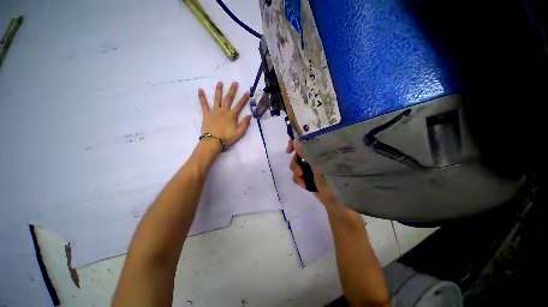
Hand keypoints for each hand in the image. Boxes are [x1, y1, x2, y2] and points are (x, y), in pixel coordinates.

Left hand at [198, 82, 251, 146]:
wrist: (213, 142)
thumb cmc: (227, 138)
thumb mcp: (239, 133)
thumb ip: (245, 124)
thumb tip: (249, 115)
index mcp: (232, 116)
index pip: (239, 105)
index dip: (244, 99)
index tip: (247, 92)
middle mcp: (223, 111)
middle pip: (228, 99)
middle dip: (232, 90)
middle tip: (235, 83)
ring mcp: (214, 111)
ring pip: (217, 99)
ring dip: (219, 90)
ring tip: (220, 82)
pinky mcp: (207, 114)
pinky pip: (204, 104)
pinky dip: (202, 97)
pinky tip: (200, 90)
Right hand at [286, 139, 342, 209]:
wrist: (335, 201)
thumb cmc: (332, 181)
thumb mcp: (318, 165)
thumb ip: (306, 153)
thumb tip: (295, 140)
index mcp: (320, 151)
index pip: (306, 140)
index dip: (295, 143)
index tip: (289, 150)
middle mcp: (315, 156)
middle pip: (298, 153)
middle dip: (295, 163)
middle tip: (299, 171)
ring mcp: (311, 166)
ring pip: (296, 164)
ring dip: (296, 172)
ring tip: (302, 180)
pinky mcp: (308, 175)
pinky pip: (297, 174)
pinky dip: (298, 179)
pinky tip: (303, 185)